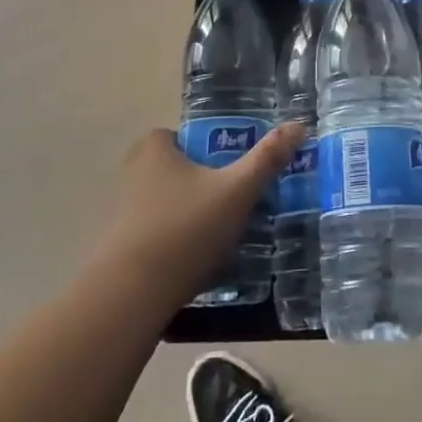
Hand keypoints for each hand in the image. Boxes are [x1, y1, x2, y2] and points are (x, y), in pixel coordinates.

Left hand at [101, 123, 304, 310]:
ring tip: (224, 232)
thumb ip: (267, 159)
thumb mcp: (237, 191)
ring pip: (165, 204)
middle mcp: (133, 176)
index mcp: (154, 151)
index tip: (228, 164)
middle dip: (200, 181)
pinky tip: (201, 261)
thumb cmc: (186, 229)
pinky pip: (156, 235)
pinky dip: (177, 242)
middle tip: (232, 197)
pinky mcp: (122, 249)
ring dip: (190, 213)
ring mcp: (123, 215)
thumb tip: (299, 125)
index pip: (176, 135)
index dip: (201, 145)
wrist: (131, 296)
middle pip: (173, 170)